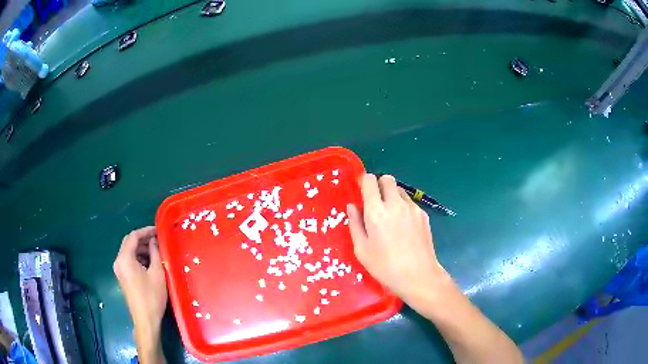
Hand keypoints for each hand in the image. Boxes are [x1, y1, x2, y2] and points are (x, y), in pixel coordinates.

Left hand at [113, 226, 166, 362]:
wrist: (145, 319)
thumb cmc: (152, 296)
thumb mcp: (157, 273)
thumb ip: (154, 253)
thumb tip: (154, 241)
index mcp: (125, 258)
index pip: (133, 236)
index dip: (145, 231)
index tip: (158, 230)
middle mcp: (118, 261)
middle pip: (129, 242)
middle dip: (143, 239)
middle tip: (157, 239)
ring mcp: (119, 269)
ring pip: (129, 251)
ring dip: (141, 249)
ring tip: (156, 251)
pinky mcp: (122, 276)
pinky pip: (128, 260)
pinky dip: (138, 257)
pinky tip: (149, 262)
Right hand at [347, 174, 452, 308]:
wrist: (418, 276)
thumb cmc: (385, 266)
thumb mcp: (362, 250)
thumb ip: (355, 224)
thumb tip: (352, 206)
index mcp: (376, 212)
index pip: (370, 180)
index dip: (364, 182)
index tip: (362, 192)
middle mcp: (395, 204)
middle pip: (387, 179)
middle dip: (379, 185)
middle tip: (376, 203)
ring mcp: (412, 208)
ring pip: (400, 190)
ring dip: (392, 196)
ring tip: (390, 217)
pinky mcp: (423, 215)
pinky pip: (410, 203)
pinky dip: (404, 207)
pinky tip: (404, 227)